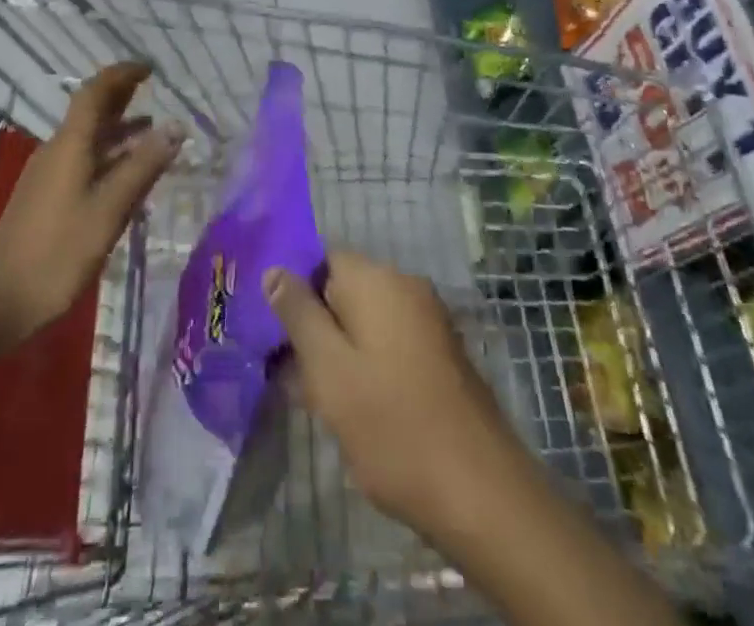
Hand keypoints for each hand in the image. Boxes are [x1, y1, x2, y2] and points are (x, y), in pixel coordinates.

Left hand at [0, 62, 181, 344]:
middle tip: (153, 90)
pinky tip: (128, 177)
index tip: (149, 68)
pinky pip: (84, 162)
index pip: (95, 93)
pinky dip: (110, 157)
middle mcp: (58, 151)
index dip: (121, 75)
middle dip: (122, 97)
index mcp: (71, 145)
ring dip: (119, 130)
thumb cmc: (57, 252)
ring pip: (89, 139)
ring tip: (152, 131)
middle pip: (91, 111)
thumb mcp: (109, 209)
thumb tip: (175, 126)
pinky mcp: (47, 198)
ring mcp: (50, 175)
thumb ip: (143, 166)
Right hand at [265, 253, 523, 536]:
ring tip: (314, 400)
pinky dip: (366, 365)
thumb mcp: (329, 370)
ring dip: (337, 351)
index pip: (319, 260)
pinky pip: (388, 343)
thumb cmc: (393, 426)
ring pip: (364, 321)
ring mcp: (428, 321)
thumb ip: (298, 314)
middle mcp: (405, 286)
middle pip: (341, 290)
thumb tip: (274, 269)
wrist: (482, 493)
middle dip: (313, 326)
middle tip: (287, 375)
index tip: (271, 332)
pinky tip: (352, 409)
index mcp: (377, 279)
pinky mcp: (440, 355)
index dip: (291, 292)